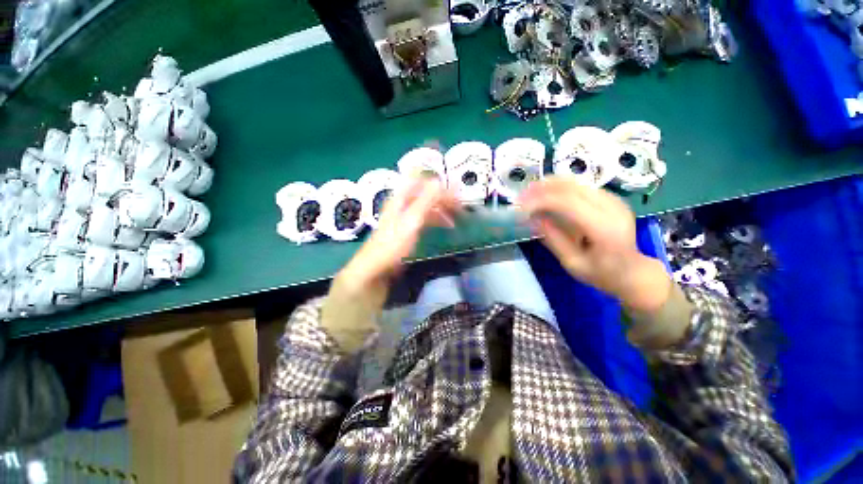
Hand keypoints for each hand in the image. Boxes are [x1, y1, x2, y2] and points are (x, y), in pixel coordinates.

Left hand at [336, 178, 459, 297]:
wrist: (377, 268)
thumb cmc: (393, 244)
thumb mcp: (411, 221)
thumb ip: (426, 200)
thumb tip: (439, 181)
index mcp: (402, 198)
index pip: (421, 180)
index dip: (439, 182)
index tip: (457, 190)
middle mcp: (404, 204)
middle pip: (427, 193)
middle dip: (444, 197)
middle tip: (461, 206)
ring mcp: (406, 216)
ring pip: (428, 206)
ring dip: (443, 209)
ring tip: (458, 218)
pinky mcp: (408, 229)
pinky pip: (426, 218)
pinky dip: (437, 219)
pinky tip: (446, 226)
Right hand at [518, 176, 670, 312]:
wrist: (633, 272)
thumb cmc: (602, 274)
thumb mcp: (572, 263)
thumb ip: (553, 239)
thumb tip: (531, 218)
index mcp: (605, 228)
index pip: (569, 203)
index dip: (541, 200)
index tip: (520, 206)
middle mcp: (613, 208)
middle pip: (572, 187)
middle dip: (542, 188)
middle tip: (521, 196)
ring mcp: (615, 201)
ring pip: (577, 182)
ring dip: (550, 185)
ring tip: (530, 192)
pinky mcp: (611, 198)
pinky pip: (581, 186)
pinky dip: (560, 187)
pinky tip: (546, 194)